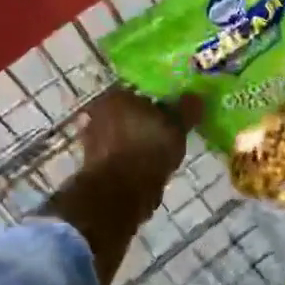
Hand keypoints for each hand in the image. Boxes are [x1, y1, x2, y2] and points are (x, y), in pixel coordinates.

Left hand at [79, 86, 198, 183]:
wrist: (118, 193)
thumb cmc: (148, 149)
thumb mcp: (177, 127)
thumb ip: (187, 109)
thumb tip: (194, 97)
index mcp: (116, 95)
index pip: (141, 91)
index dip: (158, 102)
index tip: (172, 114)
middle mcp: (97, 112)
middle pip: (128, 112)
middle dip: (144, 121)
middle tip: (166, 133)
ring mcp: (90, 139)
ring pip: (121, 134)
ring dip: (136, 141)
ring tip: (158, 154)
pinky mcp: (91, 164)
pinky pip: (117, 155)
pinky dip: (129, 160)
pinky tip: (145, 169)